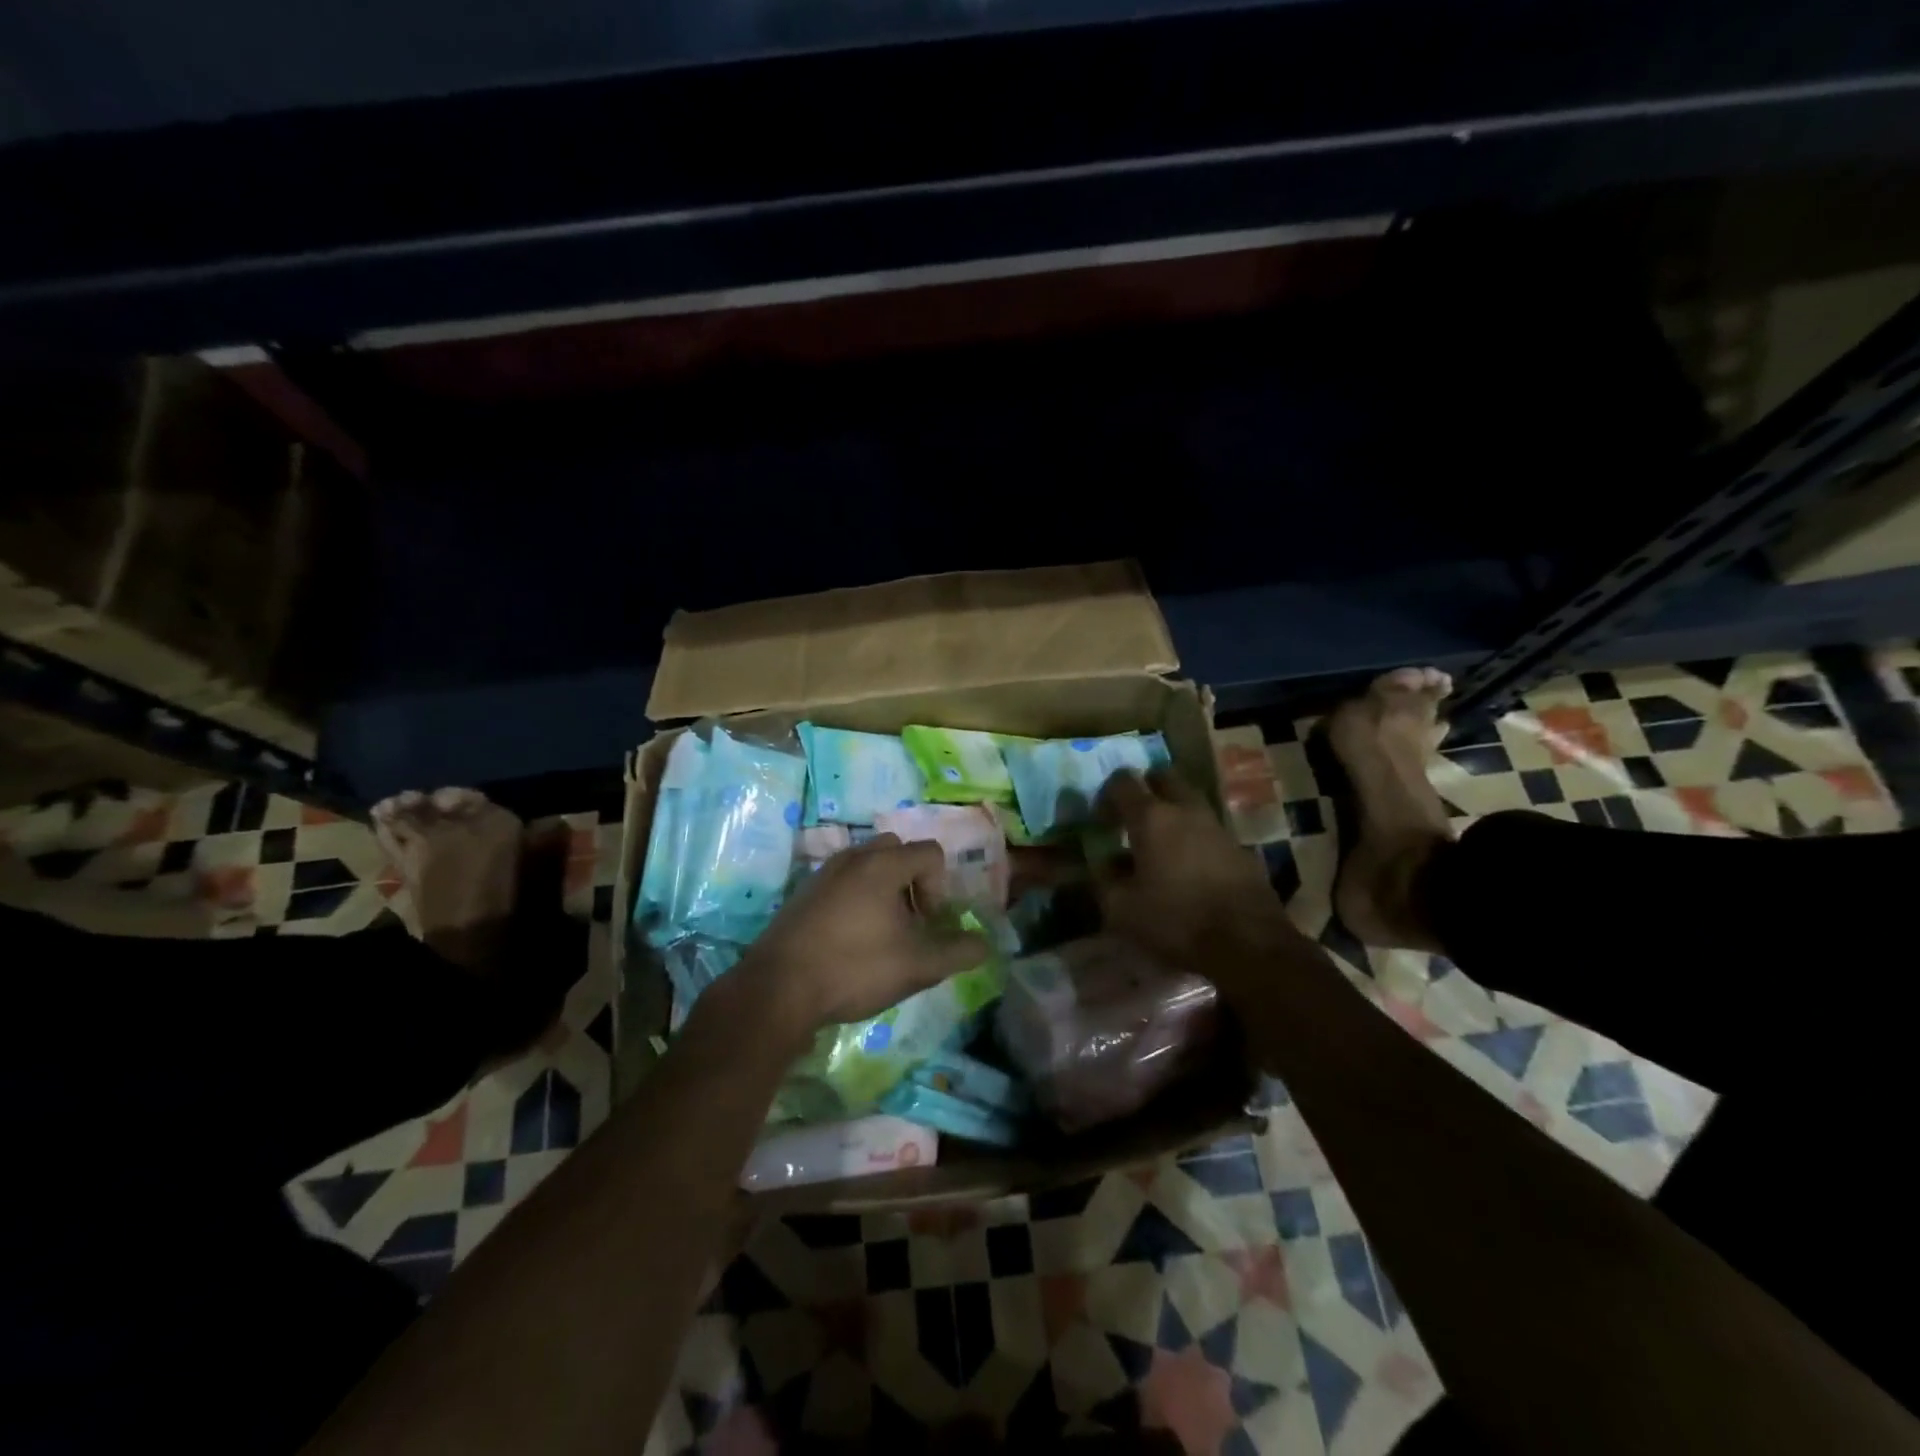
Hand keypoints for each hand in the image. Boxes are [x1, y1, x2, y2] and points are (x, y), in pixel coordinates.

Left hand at [730, 835, 989, 1034]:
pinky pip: (842, 882)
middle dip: (911, 881)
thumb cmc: (854, 968)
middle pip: (897, 850)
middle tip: (909, 922)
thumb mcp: (918, 965)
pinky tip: (850, 940)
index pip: (930, 853)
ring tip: (881, 933)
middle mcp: (853, 856)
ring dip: (883, 890)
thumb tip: (984, 944)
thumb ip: (958, 951)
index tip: (928, 923)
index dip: (940, 887)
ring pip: (867, 865)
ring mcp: (823, 873)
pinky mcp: (802, 893)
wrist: (778, 988)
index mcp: (883, 864)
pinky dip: (856, 899)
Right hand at [1093, 769, 1302, 975]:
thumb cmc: (1176, 920)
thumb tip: (1103, 865)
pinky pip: (1208, 829)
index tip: (1101, 819)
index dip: (1106, 794)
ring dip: (1171, 812)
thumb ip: (1104, 880)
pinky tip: (1187, 867)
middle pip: (1163, 777)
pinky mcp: (1239, 847)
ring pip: (1189, 801)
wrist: (1248, 943)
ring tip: (1159, 844)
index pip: (1123, 782)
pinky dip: (1193, 836)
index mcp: (1151, 818)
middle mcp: (1185, 810)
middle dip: (1145, 789)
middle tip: (1132, 817)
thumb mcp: (1122, 909)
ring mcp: (1217, 826)